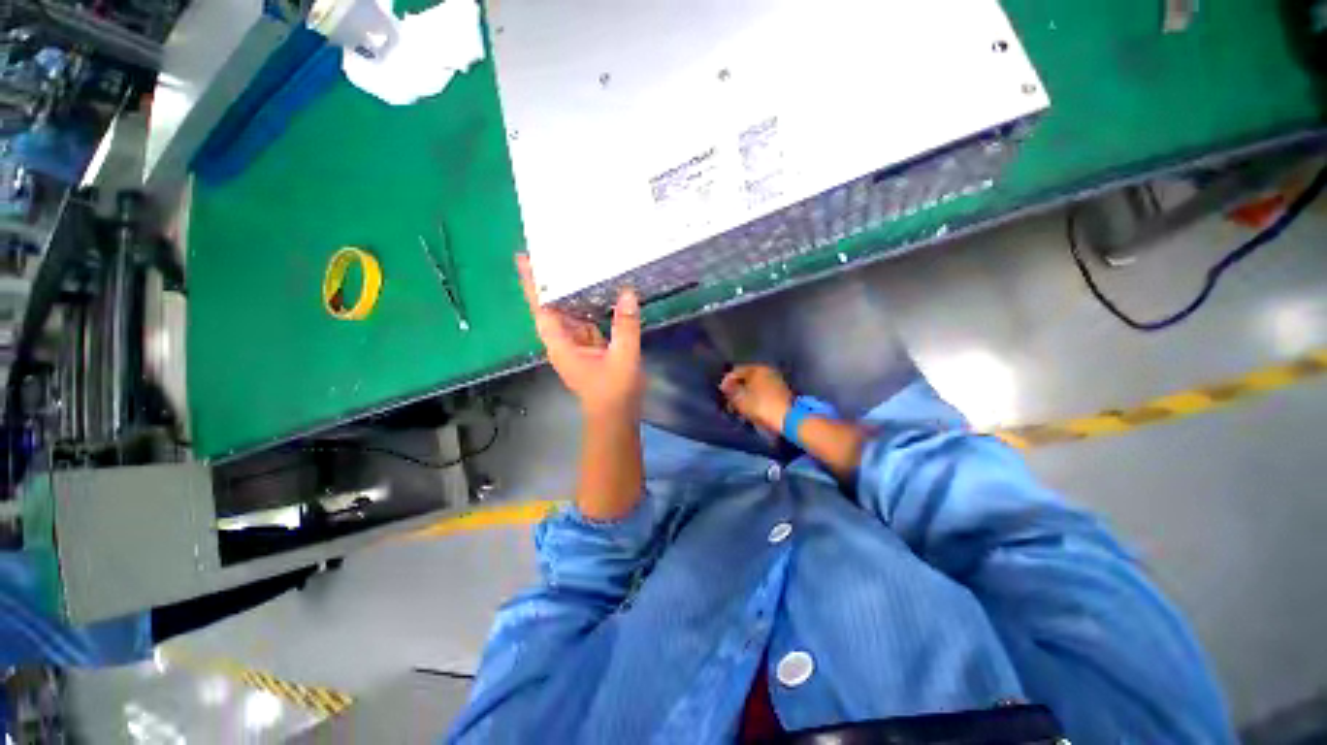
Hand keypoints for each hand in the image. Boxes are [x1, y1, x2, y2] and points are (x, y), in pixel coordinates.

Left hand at [517, 254, 643, 420]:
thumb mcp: (623, 357)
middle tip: (554, 251)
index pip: (542, 310)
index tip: (524, 259)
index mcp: (562, 345)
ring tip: (574, 264)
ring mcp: (576, 344)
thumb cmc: (614, 391)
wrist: (616, 416)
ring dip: (570, 292)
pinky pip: (584, 321)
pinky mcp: (589, 347)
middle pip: (552, 307)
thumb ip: (625, 326)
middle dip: (551, 282)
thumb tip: (627, 293)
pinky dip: (588, 305)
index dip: (532, 285)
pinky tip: (597, 290)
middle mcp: (563, 342)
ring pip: (569, 313)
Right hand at [720, 364, 793, 434]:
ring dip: (746, 396)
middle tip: (730, 402)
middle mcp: (768, 371)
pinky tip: (752, 409)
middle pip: (746, 378)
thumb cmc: (761, 406)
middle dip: (737, 389)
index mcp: (757, 368)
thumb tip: (725, 385)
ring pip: (755, 386)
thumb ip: (731, 390)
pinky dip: (756, 399)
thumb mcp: (740, 399)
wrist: (788, 419)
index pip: (736, 371)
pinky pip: (763, 393)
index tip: (722, 394)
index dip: (726, 382)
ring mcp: (776, 381)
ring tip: (740, 408)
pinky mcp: (782, 393)